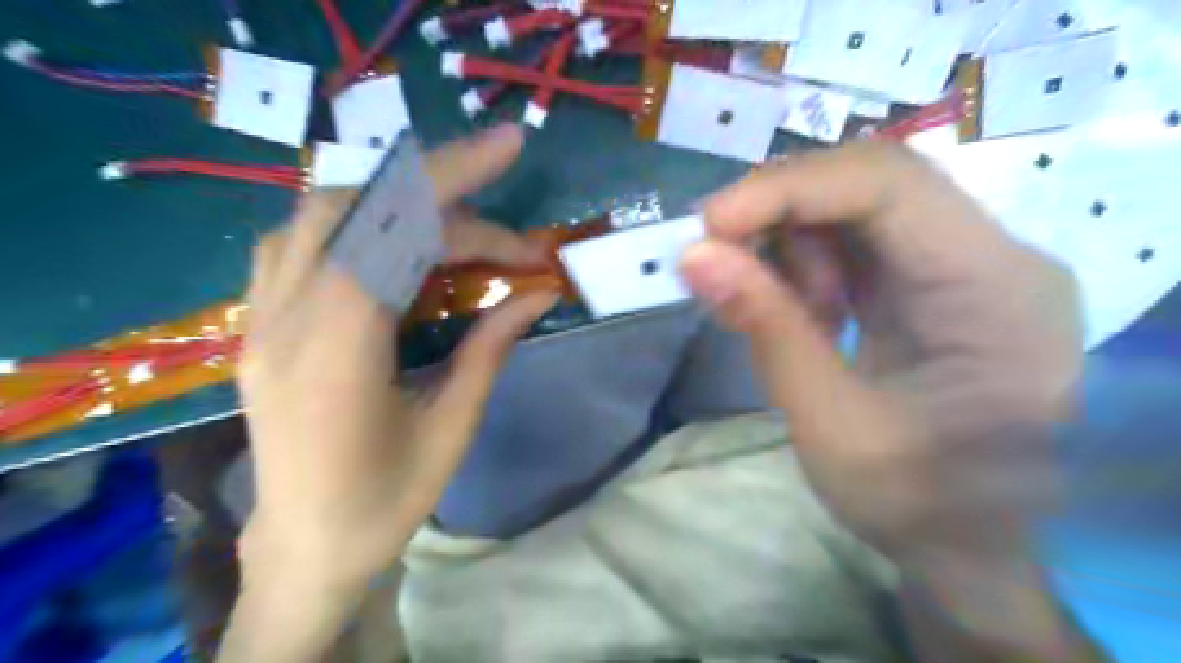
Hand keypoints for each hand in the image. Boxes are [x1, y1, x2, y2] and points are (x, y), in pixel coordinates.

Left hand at [238, 128, 560, 591]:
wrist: (304, 548)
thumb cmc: (386, 503)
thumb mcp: (453, 428)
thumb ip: (491, 347)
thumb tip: (538, 292)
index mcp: (338, 355)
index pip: (392, 233)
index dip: (459, 193)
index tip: (513, 164)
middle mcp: (285, 320)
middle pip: (358, 209)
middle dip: (441, 190)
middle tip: (504, 211)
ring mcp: (261, 319)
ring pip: (320, 214)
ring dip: (395, 200)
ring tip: (456, 221)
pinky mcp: (260, 324)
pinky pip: (297, 241)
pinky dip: (354, 221)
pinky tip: (391, 242)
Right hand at [685, 144, 1076, 557]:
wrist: (963, 544)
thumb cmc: (914, 504)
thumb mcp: (831, 428)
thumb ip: (767, 331)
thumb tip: (694, 255)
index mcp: (996, 291)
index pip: (890, 187)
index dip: (789, 190)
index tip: (708, 224)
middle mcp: (993, 256)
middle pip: (873, 182)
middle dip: (780, 208)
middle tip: (715, 251)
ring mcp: (964, 263)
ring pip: (855, 205)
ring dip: (788, 242)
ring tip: (766, 306)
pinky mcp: (931, 279)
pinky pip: (854, 240)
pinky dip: (803, 264)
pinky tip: (796, 311)